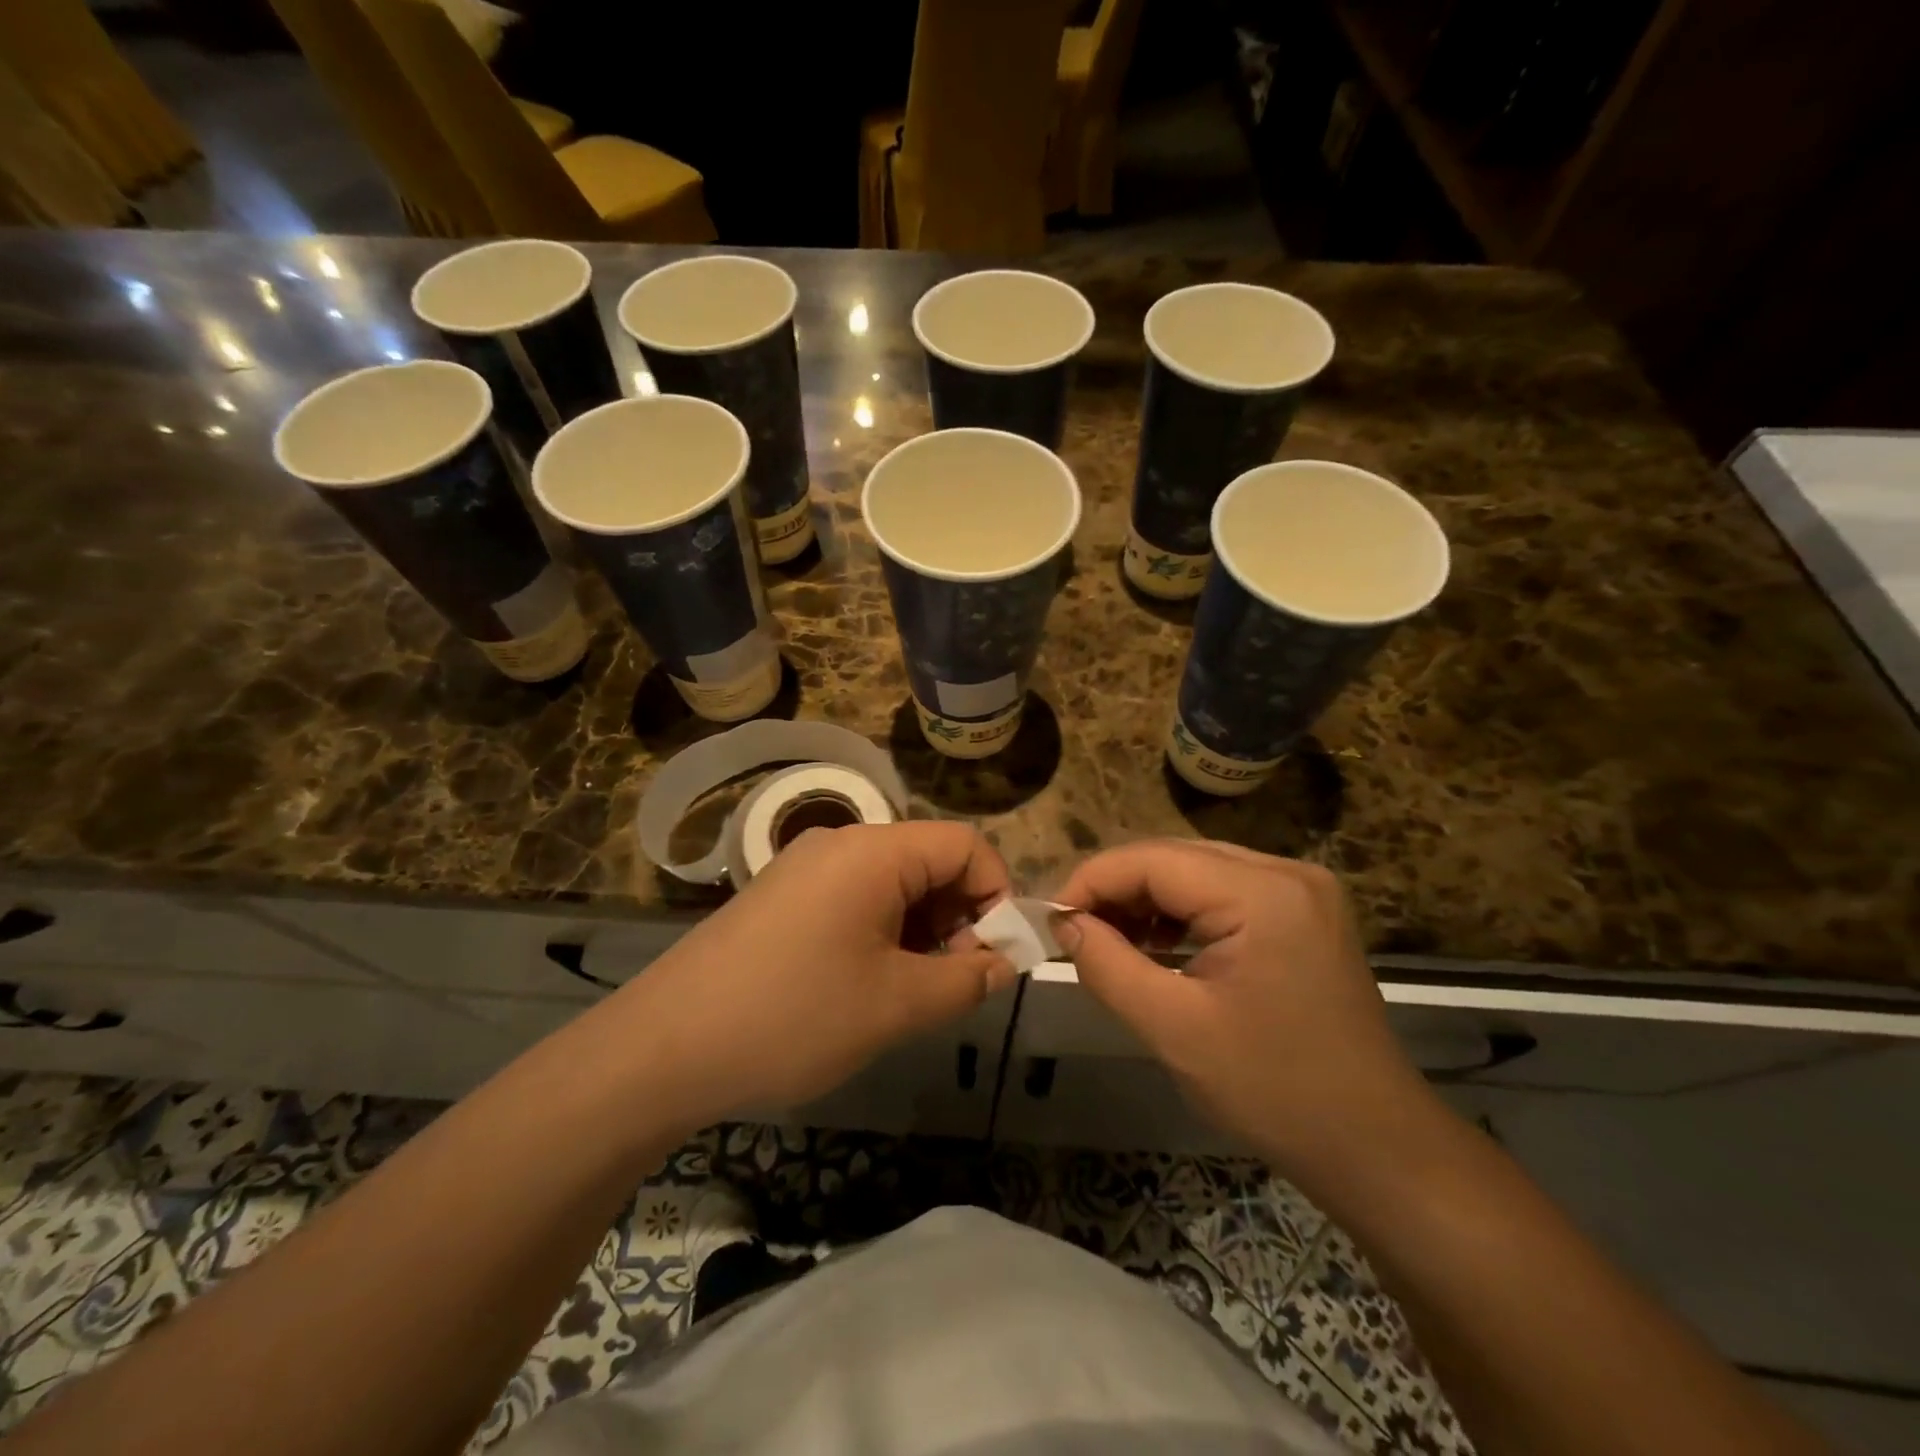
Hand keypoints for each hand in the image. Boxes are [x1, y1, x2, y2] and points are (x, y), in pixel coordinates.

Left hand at [616, 822, 1016, 1127]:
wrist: (663, 1048)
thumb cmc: (794, 1017)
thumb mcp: (896, 1005)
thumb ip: (966, 979)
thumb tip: (1002, 963)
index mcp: (873, 851)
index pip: (964, 845)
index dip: (995, 895)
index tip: (995, 957)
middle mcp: (840, 844)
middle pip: (928, 861)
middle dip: (957, 917)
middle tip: (952, 983)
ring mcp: (804, 868)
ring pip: (891, 884)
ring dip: (919, 930)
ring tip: (910, 993)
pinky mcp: (781, 896)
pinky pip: (853, 899)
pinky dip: (880, 933)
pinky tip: (865, 986)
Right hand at [1053, 839, 1436, 1183]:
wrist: (1375, 1145)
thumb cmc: (1273, 1091)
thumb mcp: (1173, 1029)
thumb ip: (1107, 964)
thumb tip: (1064, 922)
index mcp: (1262, 893)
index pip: (1152, 861)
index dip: (1092, 880)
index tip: (1050, 917)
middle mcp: (1286, 871)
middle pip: (1174, 859)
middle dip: (1116, 890)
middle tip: (1072, 930)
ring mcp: (1301, 889)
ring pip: (1196, 872)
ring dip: (1146, 900)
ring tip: (1107, 939)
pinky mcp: (1303, 911)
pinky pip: (1223, 892)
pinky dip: (1181, 912)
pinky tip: (1156, 944)